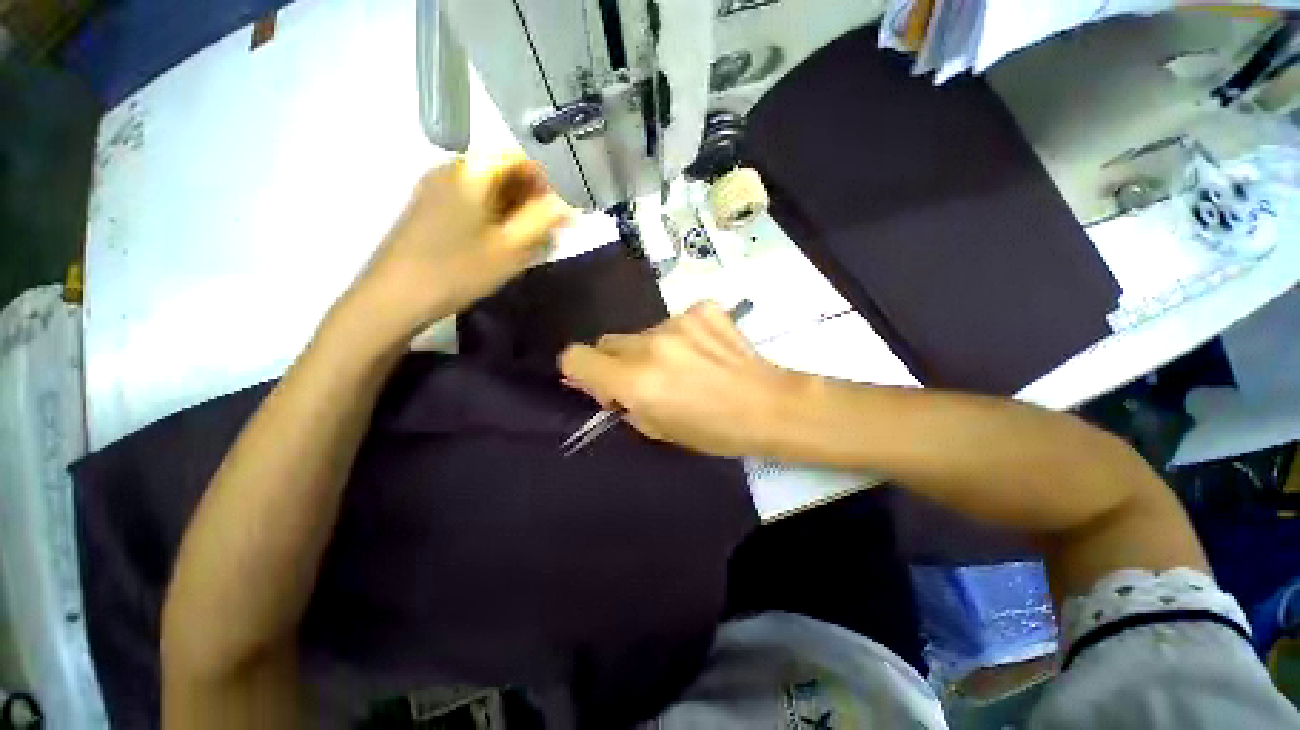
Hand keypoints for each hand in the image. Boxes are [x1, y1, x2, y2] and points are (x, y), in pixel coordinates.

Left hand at [344, 156, 571, 338]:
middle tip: (542, 233)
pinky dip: (482, 215)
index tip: (559, 215)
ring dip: (505, 209)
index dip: (548, 184)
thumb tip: (566, 204)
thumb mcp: (509, 250)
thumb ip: (544, 220)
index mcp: (476, 167)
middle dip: (527, 198)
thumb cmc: (452, 271)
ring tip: (518, 244)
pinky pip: (462, 200)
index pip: (523, 159)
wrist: (387, 301)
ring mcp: (431, 186)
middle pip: (501, 171)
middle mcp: (452, 166)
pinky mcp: (419, 208)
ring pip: (481, 187)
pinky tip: (486, 246)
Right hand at [558, 302, 801, 457]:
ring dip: (652, 348)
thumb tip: (605, 388)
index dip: (580, 371)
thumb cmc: (715, 432)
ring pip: (643, 331)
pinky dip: (683, 335)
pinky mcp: (702, 308)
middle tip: (647, 381)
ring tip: (687, 368)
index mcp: (635, 381)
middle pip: (608, 341)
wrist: (770, 406)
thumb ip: (624, 404)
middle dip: (618, 361)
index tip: (600, 385)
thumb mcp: (658, 430)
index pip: (575, 357)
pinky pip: (675, 320)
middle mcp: (649, 345)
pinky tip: (708, 352)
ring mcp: (678, 321)